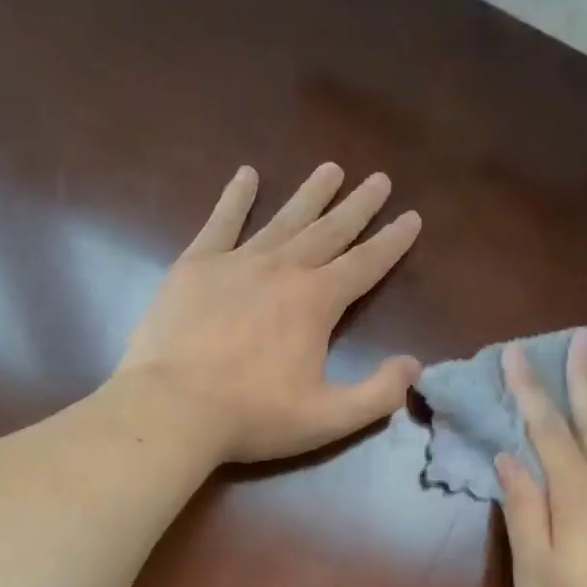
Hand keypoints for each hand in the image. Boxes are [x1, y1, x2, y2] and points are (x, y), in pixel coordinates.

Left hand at [118, 164, 422, 463]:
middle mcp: (282, 270)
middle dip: (358, 206)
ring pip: (283, 220)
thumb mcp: (329, 418)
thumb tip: (414, 365)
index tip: (413, 217)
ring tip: (331, 168)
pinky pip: (221, 223)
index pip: (365, 264)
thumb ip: (379, 394)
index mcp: (316, 302)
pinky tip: (247, 174)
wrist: (172, 408)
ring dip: (310, 194)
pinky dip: (235, 197)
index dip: (392, 241)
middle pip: (329, 231)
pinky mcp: (194, 267)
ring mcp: (236, 263)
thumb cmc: (253, 416)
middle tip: (379, 178)